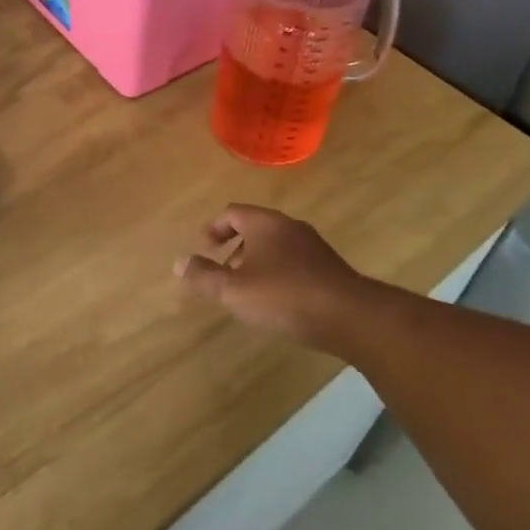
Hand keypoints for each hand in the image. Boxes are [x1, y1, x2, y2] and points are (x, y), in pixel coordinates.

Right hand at [175, 204, 390, 353]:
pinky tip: (278, 301)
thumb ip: (204, 276)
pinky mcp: (329, 267)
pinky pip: (294, 261)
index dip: (214, 228)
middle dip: (235, 247)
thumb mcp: (234, 291)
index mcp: (265, 223)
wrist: (351, 317)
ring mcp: (313, 246)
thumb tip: (179, 262)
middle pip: (255, 227)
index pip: (232, 212)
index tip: (204, 248)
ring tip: (248, 291)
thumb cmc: (285, 296)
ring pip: (276, 245)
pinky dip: (278, 272)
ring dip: (257, 262)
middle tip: (223, 272)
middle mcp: (289, 226)